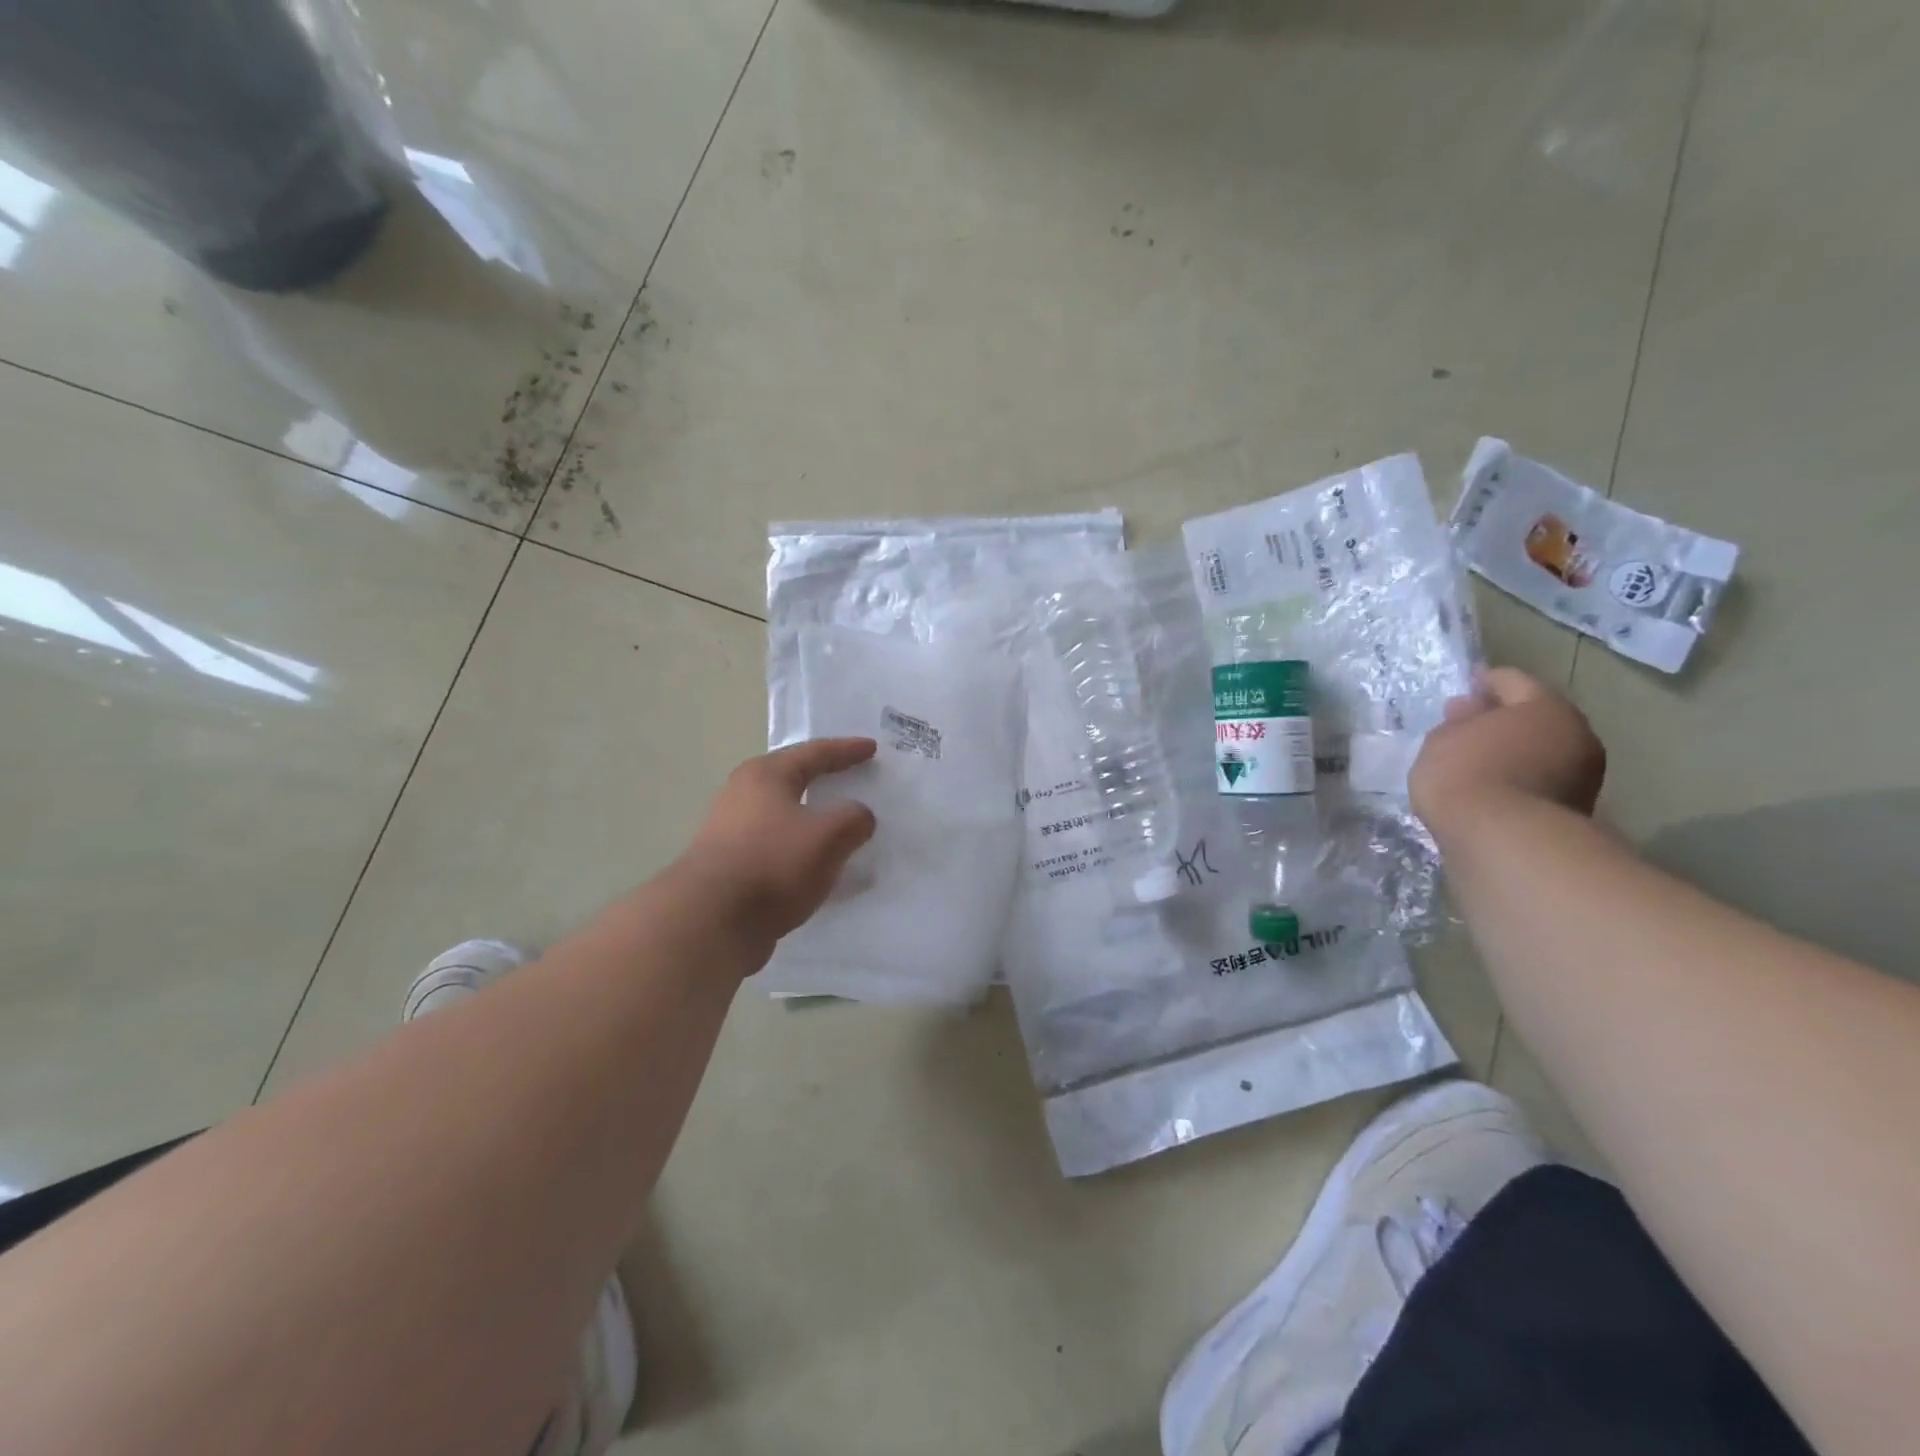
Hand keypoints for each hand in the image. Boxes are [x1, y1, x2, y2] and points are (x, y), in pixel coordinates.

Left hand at [677, 738, 878, 941]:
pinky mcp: (730, 868)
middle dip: (825, 780)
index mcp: (765, 775)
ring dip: (813, 821)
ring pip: (785, 818)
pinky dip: (802, 852)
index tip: (872, 748)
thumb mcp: (829, 835)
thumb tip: (858, 817)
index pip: (814, 753)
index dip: (846, 750)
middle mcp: (743, 795)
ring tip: (842, 829)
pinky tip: (819, 869)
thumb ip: (854, 818)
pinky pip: (778, 850)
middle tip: (853, 779)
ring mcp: (732, 833)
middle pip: (793, 781)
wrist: (710, 922)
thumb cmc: (772, 863)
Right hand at [1410, 668, 1605, 831]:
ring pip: (1540, 752)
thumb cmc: (1466, 774)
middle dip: (1502, 720)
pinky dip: (1517, 782)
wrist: (1502, 841)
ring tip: (1474, 765)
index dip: (1482, 683)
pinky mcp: (1574, 811)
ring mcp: (1583, 776)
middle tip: (1465, 730)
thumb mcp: (1442, 739)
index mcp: (1546, 707)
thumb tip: (1472, 713)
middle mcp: (1576, 735)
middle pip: (1534, 717)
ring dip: (1512, 754)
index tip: (1461, 691)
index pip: (1511, 680)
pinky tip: (1489, 791)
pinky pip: (1540, 783)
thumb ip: (1457, 722)